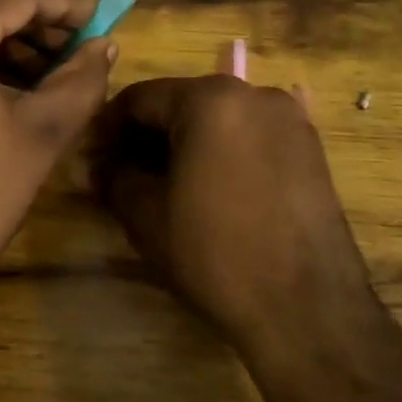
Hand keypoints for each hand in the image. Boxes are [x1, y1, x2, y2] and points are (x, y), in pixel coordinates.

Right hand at [91, 76, 374, 353]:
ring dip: (185, 143)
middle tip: (120, 172)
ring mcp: (289, 120)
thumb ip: (115, 177)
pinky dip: (222, 152)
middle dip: (147, 135)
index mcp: (211, 99)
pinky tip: (209, 188)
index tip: (90, 156)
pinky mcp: (311, 148)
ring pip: (219, 119)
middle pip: (183, 103)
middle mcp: (255, 94)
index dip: (108, 127)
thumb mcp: (147, 215)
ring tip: (163, 183)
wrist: (306, 306)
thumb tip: (99, 164)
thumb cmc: (215, 253)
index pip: (141, 98)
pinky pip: (251, 136)